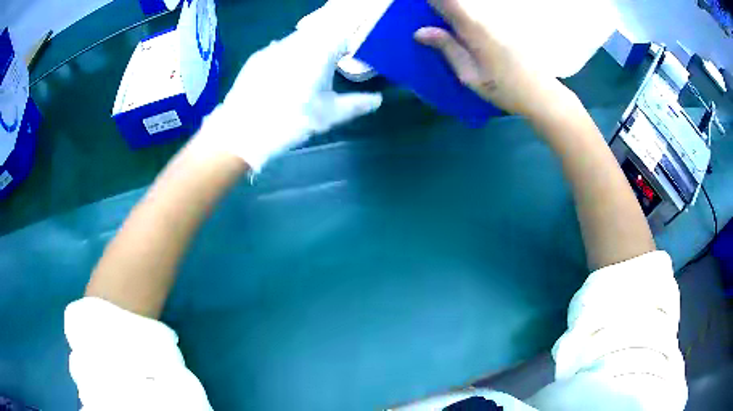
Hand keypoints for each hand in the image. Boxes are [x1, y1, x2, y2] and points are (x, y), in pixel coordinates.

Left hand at [202, 27, 382, 172]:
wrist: (242, 131)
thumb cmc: (291, 121)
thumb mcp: (328, 115)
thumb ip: (356, 104)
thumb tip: (377, 99)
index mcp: (319, 52)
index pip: (342, 35)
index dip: (350, 42)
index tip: (352, 54)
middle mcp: (297, 43)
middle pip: (319, 33)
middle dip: (328, 43)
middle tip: (331, 62)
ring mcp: (273, 48)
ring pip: (298, 39)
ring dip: (307, 48)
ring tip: (306, 71)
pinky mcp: (257, 58)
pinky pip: (279, 49)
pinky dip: (287, 55)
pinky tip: (283, 76)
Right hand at [414, 0, 562, 116]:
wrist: (541, 94)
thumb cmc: (505, 89)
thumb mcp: (470, 75)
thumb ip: (447, 49)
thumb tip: (420, 32)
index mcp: (474, 28)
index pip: (447, 1)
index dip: (433, 1)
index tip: (419, 8)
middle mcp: (486, 18)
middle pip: (457, 1)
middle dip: (442, 7)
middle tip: (433, 23)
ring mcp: (499, 20)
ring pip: (471, 7)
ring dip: (454, 12)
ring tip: (447, 29)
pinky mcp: (507, 25)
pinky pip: (481, 14)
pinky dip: (467, 17)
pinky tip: (466, 33)